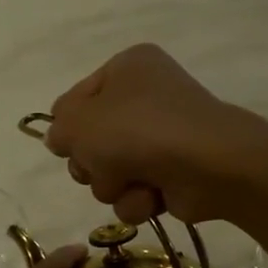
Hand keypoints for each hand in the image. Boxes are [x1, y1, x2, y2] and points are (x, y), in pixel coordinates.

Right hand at [43, 43, 267, 223]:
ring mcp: (162, 137)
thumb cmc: (137, 131)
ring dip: (113, 185)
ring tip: (132, 181)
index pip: (74, 100)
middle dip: (91, 162)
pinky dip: (137, 199)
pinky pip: (135, 192)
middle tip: (101, 164)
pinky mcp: (174, 173)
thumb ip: (58, 129)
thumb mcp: (78, 122)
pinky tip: (151, 196)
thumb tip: (59, 140)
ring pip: (109, 172)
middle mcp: (146, 96)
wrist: (210, 165)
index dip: (68, 126)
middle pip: (90, 140)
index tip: (68, 143)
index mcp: (127, 68)